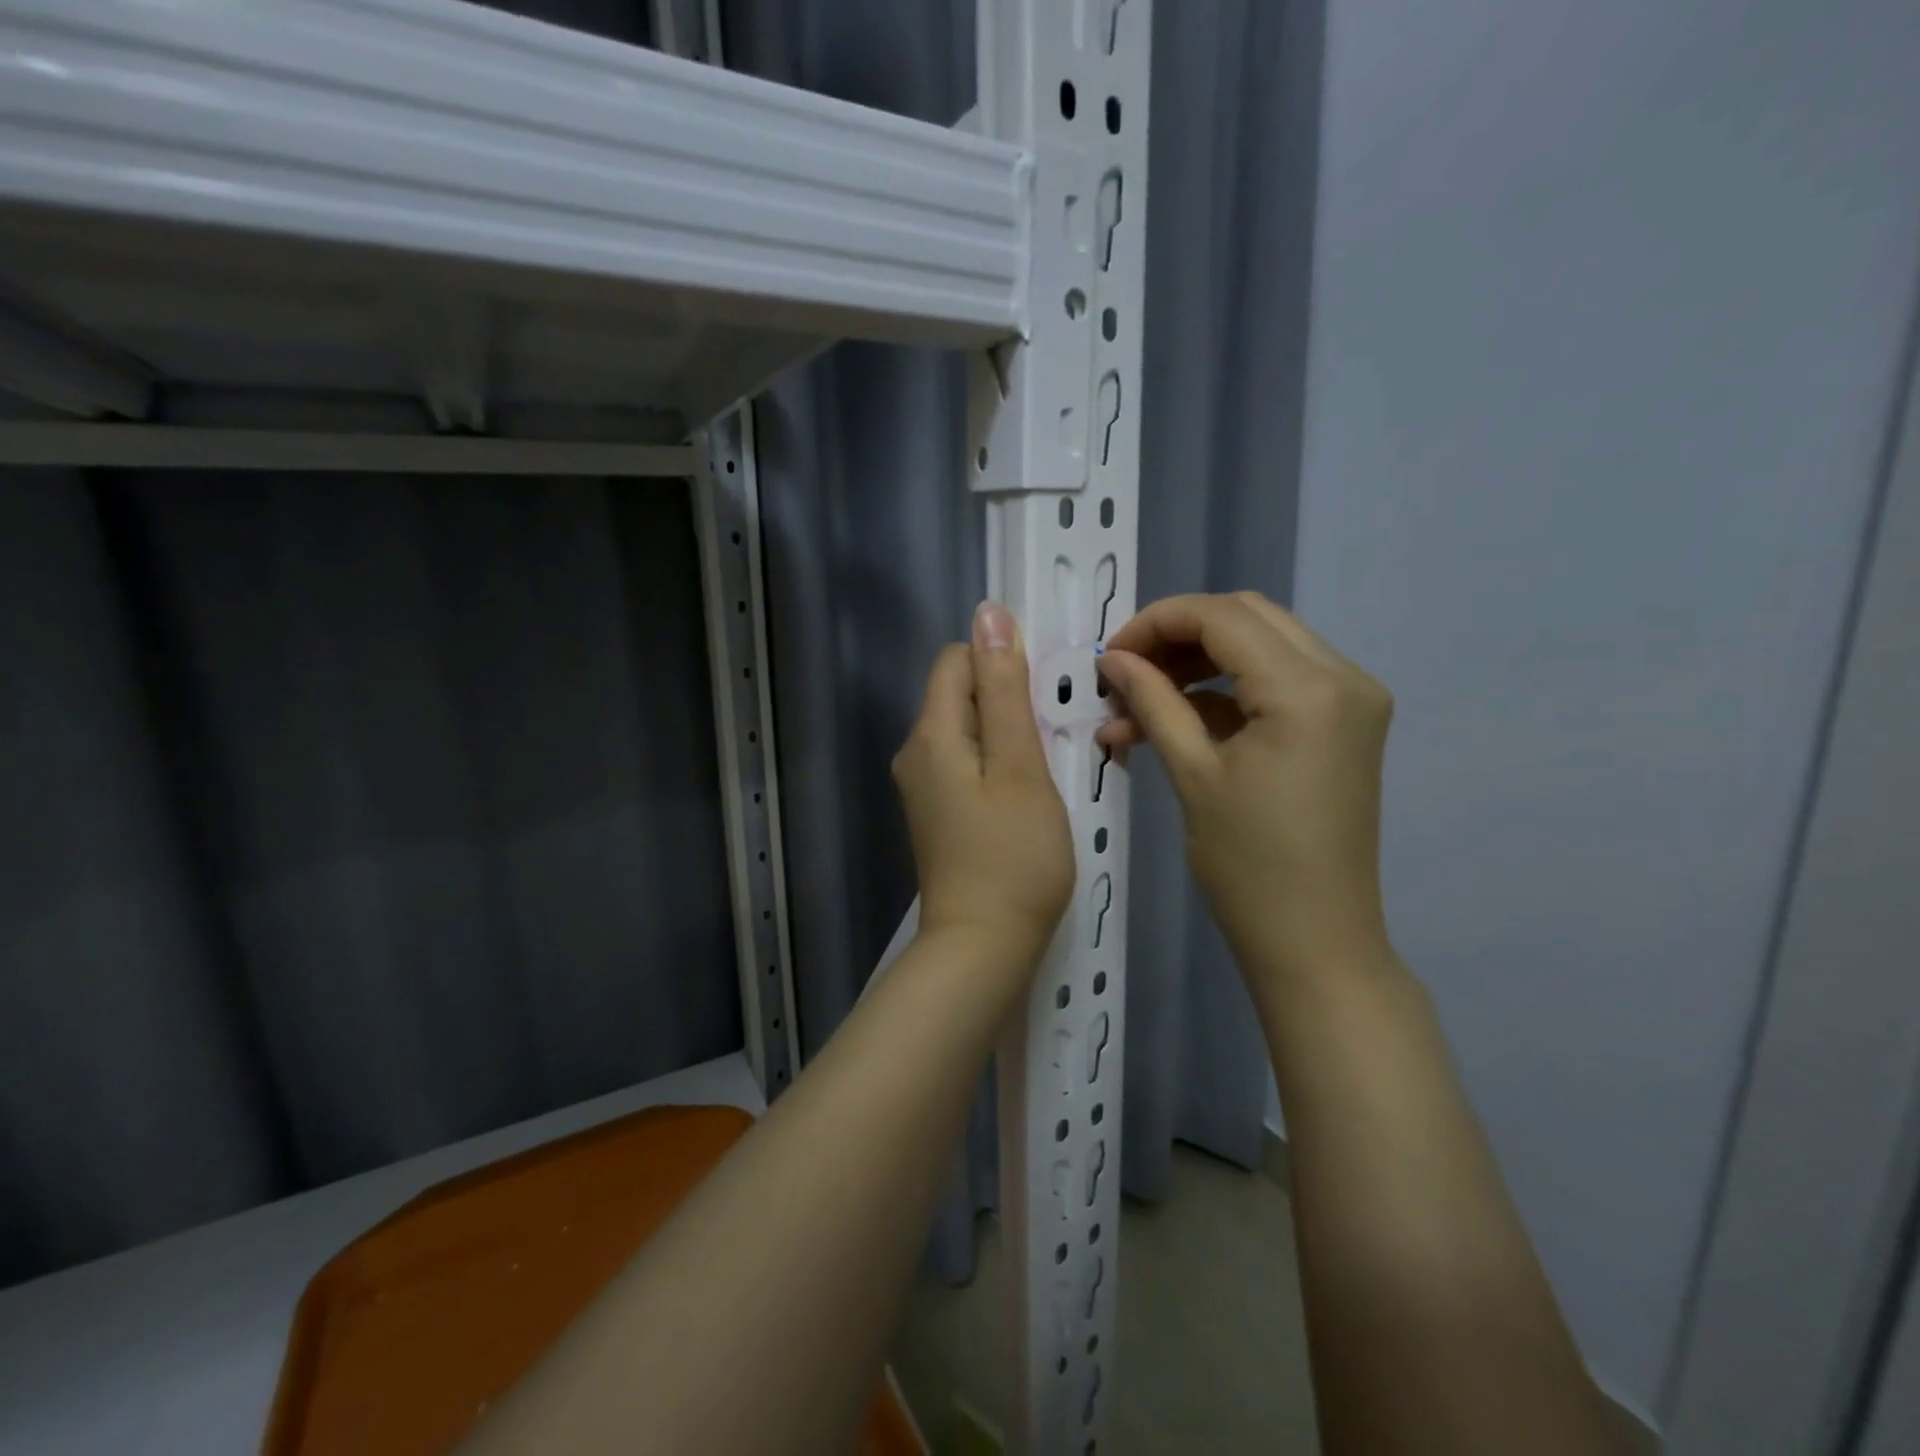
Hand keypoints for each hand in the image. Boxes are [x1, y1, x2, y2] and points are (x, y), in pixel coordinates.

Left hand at [893, 602, 1075, 969]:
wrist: (983, 947)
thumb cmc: (1013, 857)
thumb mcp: (1020, 766)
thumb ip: (1004, 689)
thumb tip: (988, 613)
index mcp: (931, 734)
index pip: (958, 658)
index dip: (1002, 661)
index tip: (1045, 694)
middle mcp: (915, 752)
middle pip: (961, 693)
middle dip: (1009, 699)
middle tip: (1056, 734)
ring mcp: (923, 786)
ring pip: (969, 730)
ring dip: (1009, 733)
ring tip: (1050, 765)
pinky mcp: (937, 811)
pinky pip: (968, 763)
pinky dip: (999, 763)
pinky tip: (1030, 791)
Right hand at [1095, 592, 1394, 993]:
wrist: (1316, 941)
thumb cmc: (1249, 867)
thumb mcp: (1193, 774)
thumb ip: (1153, 701)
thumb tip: (1113, 658)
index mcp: (1308, 689)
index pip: (1222, 617)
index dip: (1156, 623)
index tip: (1108, 655)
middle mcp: (1344, 676)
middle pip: (1247, 616)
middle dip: (1177, 635)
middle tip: (1125, 671)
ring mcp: (1352, 698)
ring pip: (1263, 642)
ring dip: (1198, 661)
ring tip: (1141, 700)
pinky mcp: (1346, 723)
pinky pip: (1279, 679)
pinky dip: (1227, 688)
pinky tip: (1177, 717)